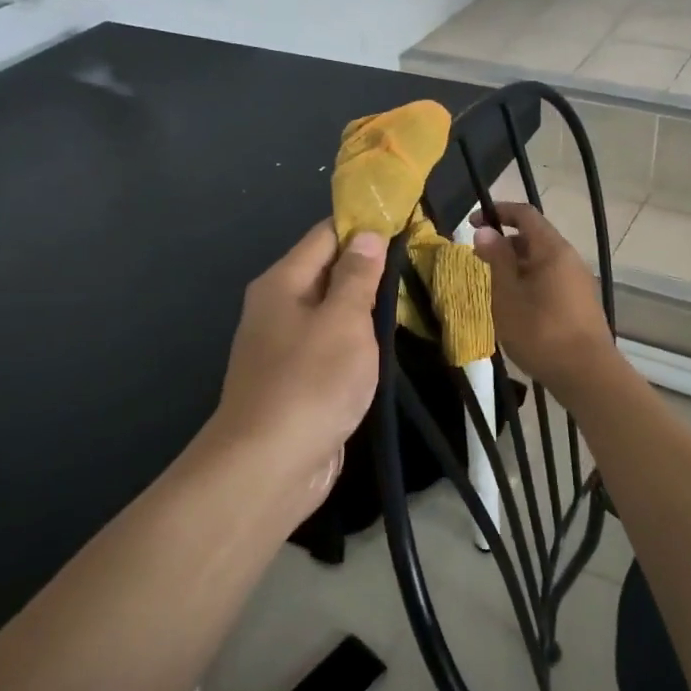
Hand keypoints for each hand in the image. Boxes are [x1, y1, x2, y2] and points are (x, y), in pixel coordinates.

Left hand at [205, 222, 387, 526]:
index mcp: (283, 283)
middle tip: (421, 264)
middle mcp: (279, 308)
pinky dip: (358, 341)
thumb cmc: (311, 382)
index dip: (364, 226)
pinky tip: (387, 345)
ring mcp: (286, 347)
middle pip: (328, 272)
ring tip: (414, 299)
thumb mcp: (343, 320)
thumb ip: (357, 276)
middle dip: (371, 267)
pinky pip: (332, 347)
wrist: (269, 466)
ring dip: (366, 307)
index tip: (407, 224)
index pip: (326, 235)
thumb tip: (366, 234)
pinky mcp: (298, 381)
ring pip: (333, 312)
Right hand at [472, 201, 617, 399]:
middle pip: (535, 237)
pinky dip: (530, 280)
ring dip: (516, 264)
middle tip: (479, 258)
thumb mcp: (508, 296)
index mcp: (552, 249)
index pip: (525, 214)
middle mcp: (570, 258)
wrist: (586, 374)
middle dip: (505, 241)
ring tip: (493, 284)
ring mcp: (578, 281)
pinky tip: (516, 304)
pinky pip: (551, 279)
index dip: (498, 211)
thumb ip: (497, 260)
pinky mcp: (581, 303)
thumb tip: (485, 231)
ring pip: (543, 261)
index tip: (473, 221)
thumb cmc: (540, 332)